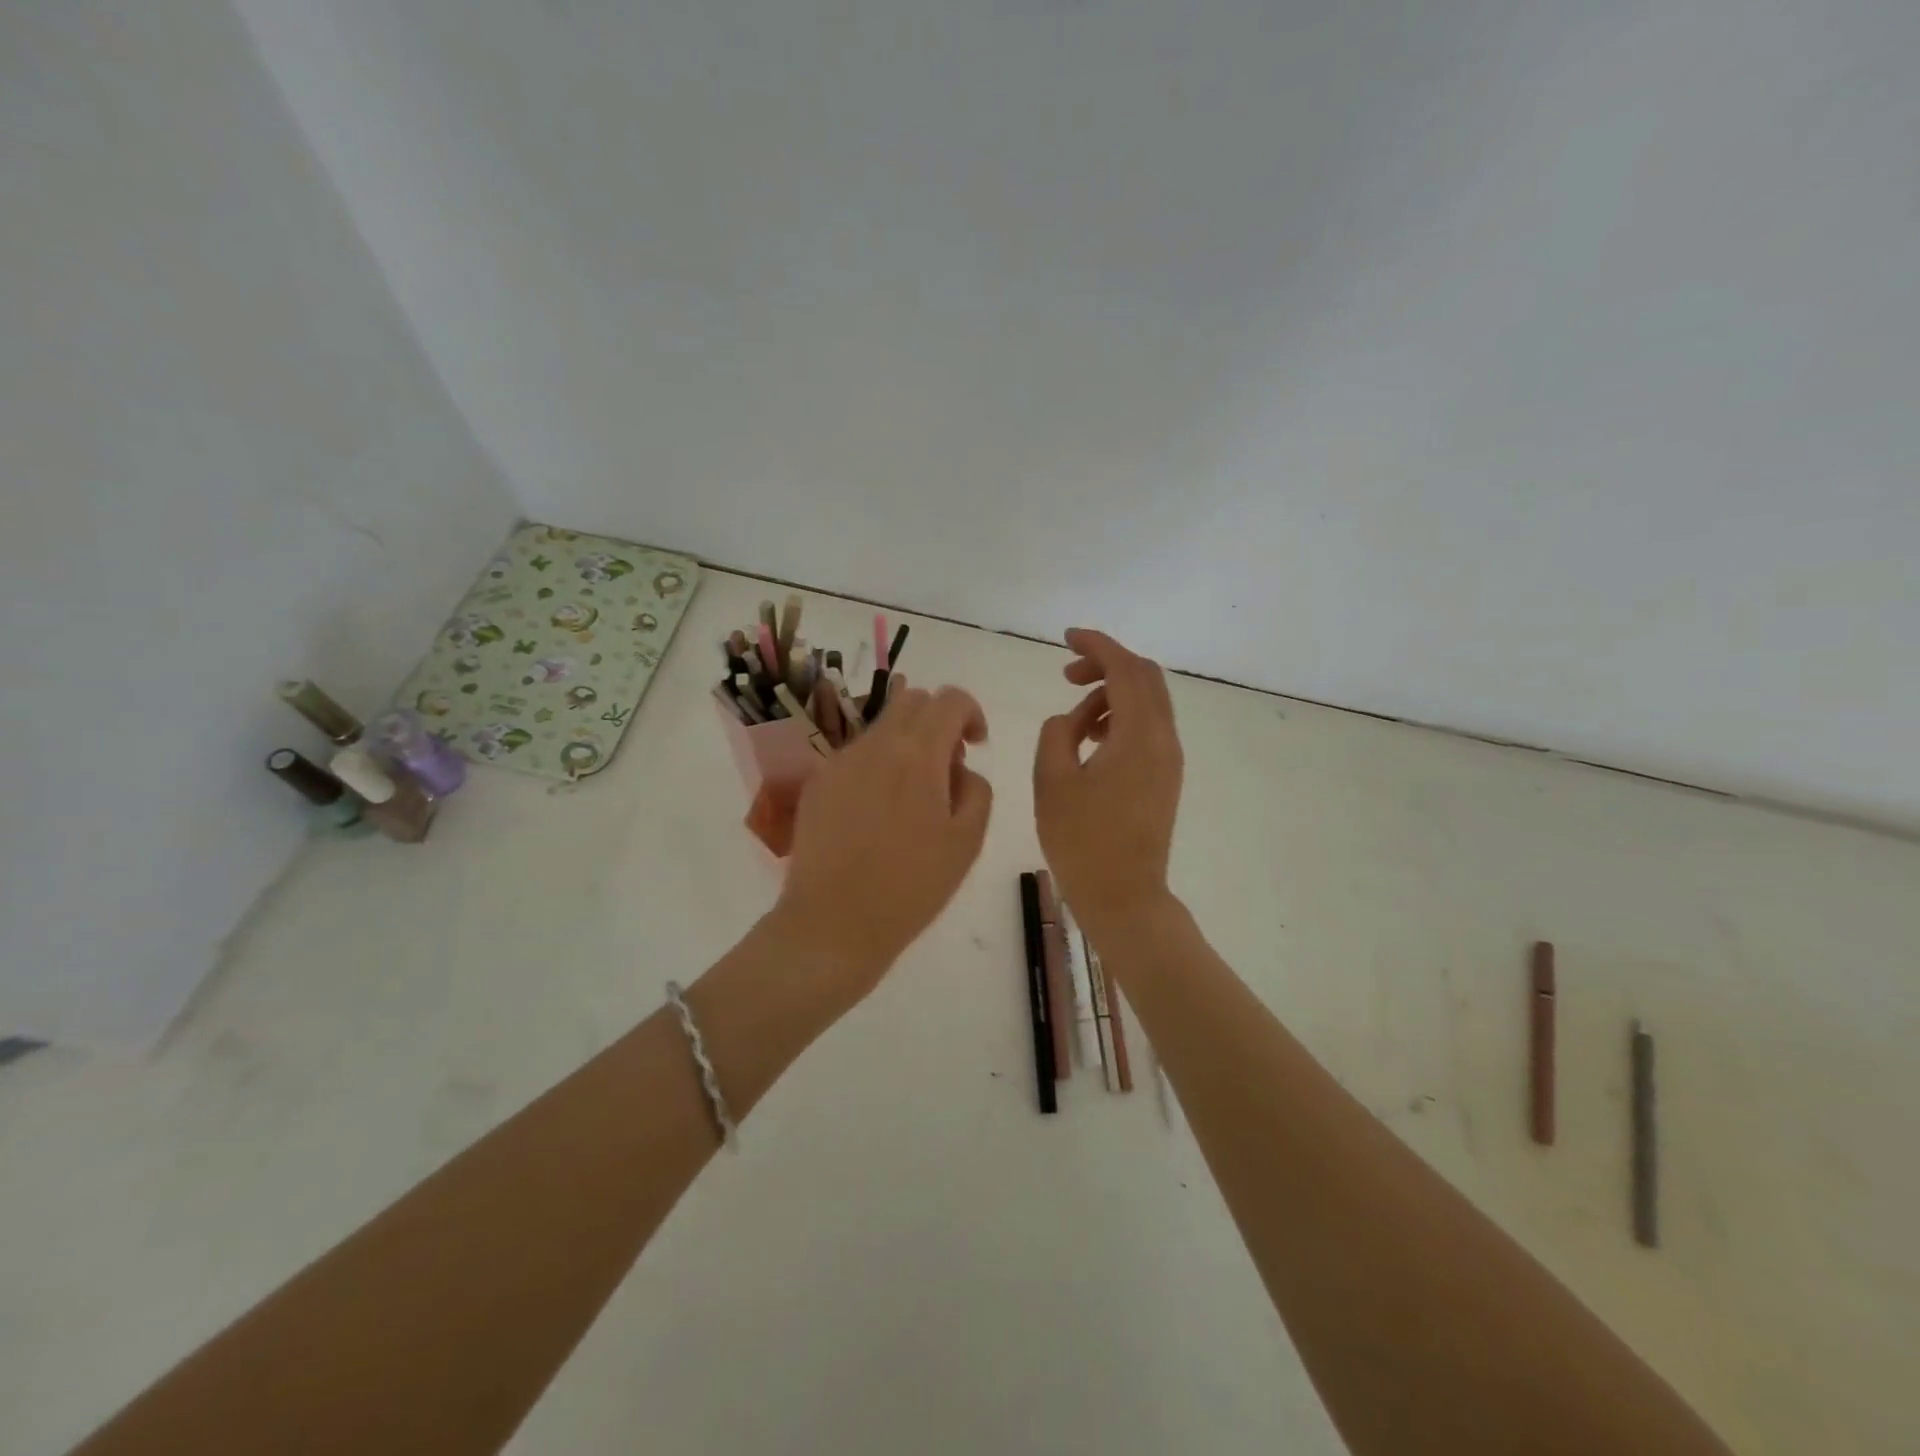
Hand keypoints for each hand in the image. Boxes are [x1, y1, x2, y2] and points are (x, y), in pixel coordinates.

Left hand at [775, 678, 993, 995]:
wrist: (834, 922)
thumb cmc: (912, 887)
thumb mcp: (968, 841)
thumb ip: (976, 789)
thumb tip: (959, 769)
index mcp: (919, 754)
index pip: (950, 699)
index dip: (971, 713)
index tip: (975, 746)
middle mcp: (876, 744)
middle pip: (913, 700)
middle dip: (938, 722)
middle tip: (946, 768)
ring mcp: (841, 760)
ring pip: (882, 727)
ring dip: (906, 744)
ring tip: (911, 798)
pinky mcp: (818, 782)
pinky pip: (856, 755)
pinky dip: (877, 766)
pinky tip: (876, 815)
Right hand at [1033, 629, 1183, 934]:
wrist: (1124, 896)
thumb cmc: (1082, 841)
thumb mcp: (1052, 781)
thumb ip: (1057, 733)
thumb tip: (1070, 720)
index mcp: (1138, 735)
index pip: (1124, 669)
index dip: (1096, 645)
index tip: (1066, 637)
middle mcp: (1163, 739)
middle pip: (1144, 677)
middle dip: (1106, 665)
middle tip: (1067, 675)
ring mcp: (1168, 759)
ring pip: (1147, 703)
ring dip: (1111, 695)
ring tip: (1073, 721)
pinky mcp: (1165, 777)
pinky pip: (1147, 728)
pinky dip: (1120, 718)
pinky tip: (1091, 741)